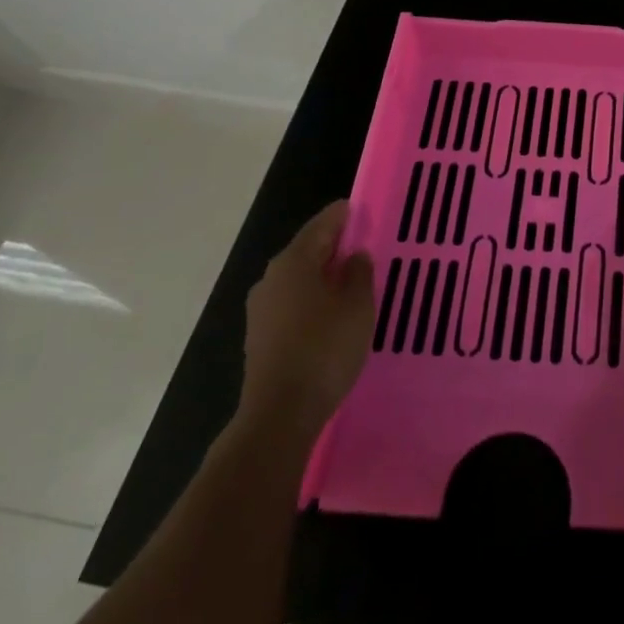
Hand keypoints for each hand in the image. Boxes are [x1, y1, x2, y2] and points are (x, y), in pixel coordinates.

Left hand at [239, 199, 374, 436]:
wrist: (281, 414)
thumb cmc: (324, 349)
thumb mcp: (357, 306)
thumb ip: (359, 274)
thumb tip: (354, 256)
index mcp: (293, 262)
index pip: (321, 225)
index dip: (342, 215)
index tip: (360, 208)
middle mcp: (271, 279)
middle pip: (307, 251)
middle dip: (333, 246)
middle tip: (362, 244)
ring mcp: (261, 310)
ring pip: (298, 279)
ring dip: (322, 275)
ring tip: (351, 279)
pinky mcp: (261, 337)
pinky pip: (292, 304)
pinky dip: (312, 299)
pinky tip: (331, 313)